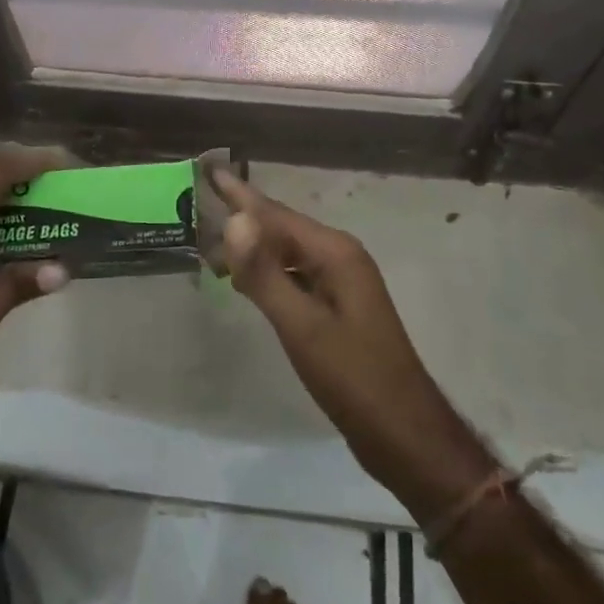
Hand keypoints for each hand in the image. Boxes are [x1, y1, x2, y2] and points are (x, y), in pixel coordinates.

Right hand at [213, 168, 496, 523]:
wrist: (404, 434)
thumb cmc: (352, 377)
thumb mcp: (302, 325)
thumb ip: (265, 273)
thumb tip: (234, 219)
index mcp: (335, 253)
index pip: (275, 214)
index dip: (239, 194)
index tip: (208, 170)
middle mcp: (341, 258)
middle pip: (282, 228)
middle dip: (243, 217)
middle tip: (200, 207)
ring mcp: (342, 284)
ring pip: (288, 252)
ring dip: (253, 247)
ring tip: (213, 244)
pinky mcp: (339, 308)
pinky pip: (296, 275)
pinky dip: (268, 272)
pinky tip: (248, 281)